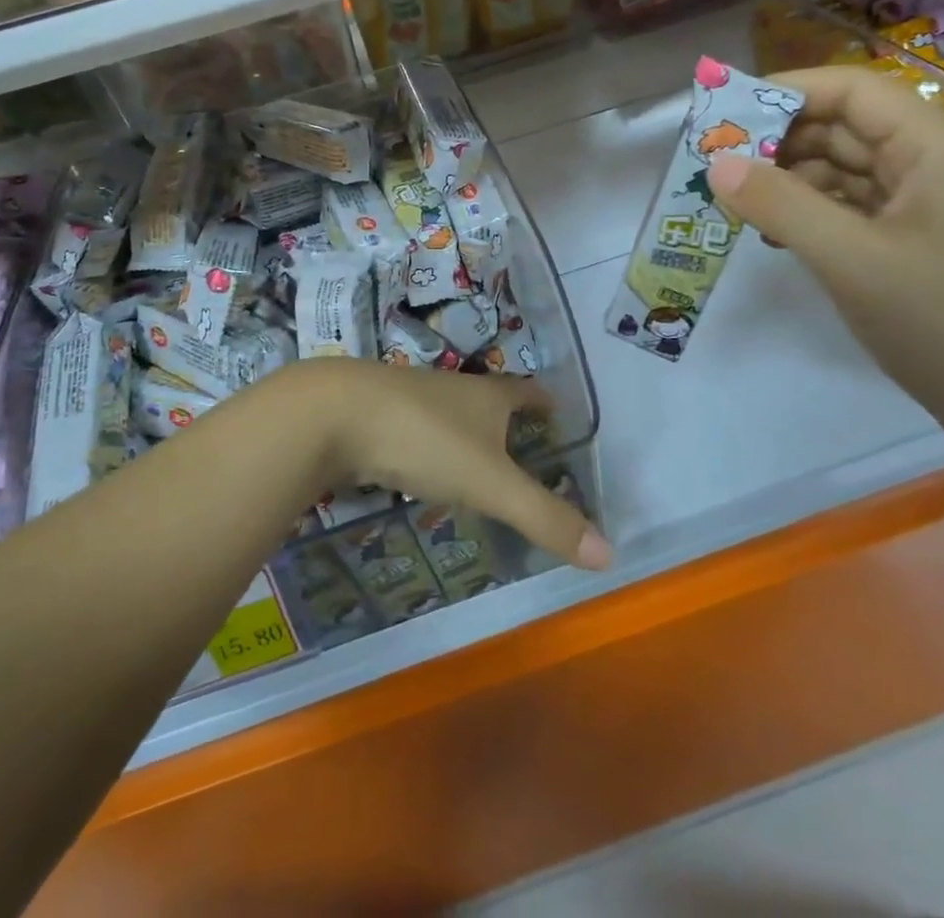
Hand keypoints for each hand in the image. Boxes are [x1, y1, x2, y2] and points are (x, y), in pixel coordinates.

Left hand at [277, 359, 611, 570]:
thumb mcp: (490, 483)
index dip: (543, 401)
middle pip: (487, 399)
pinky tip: (419, 467)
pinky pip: (413, 429)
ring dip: (465, 432)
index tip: (556, 408)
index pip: (525, 392)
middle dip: (506, 418)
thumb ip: (544, 517)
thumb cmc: (424, 438)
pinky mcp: (374, 415)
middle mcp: (451, 389)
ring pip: (448, 414)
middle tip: (523, 442)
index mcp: (486, 395)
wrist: (333, 414)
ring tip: (476, 459)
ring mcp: (409, 398)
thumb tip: (610, 554)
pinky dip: (427, 446)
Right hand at [707, 66, 943, 433]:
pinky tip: (773, 234)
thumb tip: (716, 164)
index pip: (849, 90)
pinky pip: (854, 209)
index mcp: (933, 145)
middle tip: (713, 165)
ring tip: (733, 202)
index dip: (784, 92)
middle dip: (778, 141)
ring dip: (789, 181)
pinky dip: (811, 214)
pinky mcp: (918, 242)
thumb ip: (781, 205)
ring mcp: (928, 205)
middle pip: (844, 127)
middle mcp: (933, 162)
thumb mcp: (852, 260)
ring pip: (845, 170)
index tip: (722, 114)